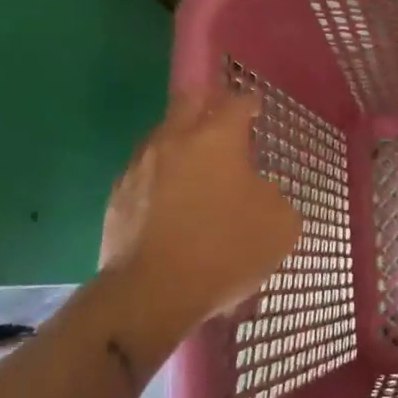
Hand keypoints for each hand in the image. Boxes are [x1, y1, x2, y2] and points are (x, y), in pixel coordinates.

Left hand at [99, 93, 301, 331]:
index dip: (251, 103)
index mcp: (217, 137)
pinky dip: (162, 178)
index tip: (257, 110)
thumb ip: (274, 196)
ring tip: (197, 167)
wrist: (150, 294)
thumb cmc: (224, 249)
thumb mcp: (280, 224)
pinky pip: (145, 172)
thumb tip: (258, 191)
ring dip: (182, 143)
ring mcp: (141, 166)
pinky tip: (172, 202)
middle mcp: (175, 139)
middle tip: (223, 123)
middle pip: (191, 102)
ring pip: (163, 136)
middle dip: (208, 105)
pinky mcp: (117, 196)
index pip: (238, 102)